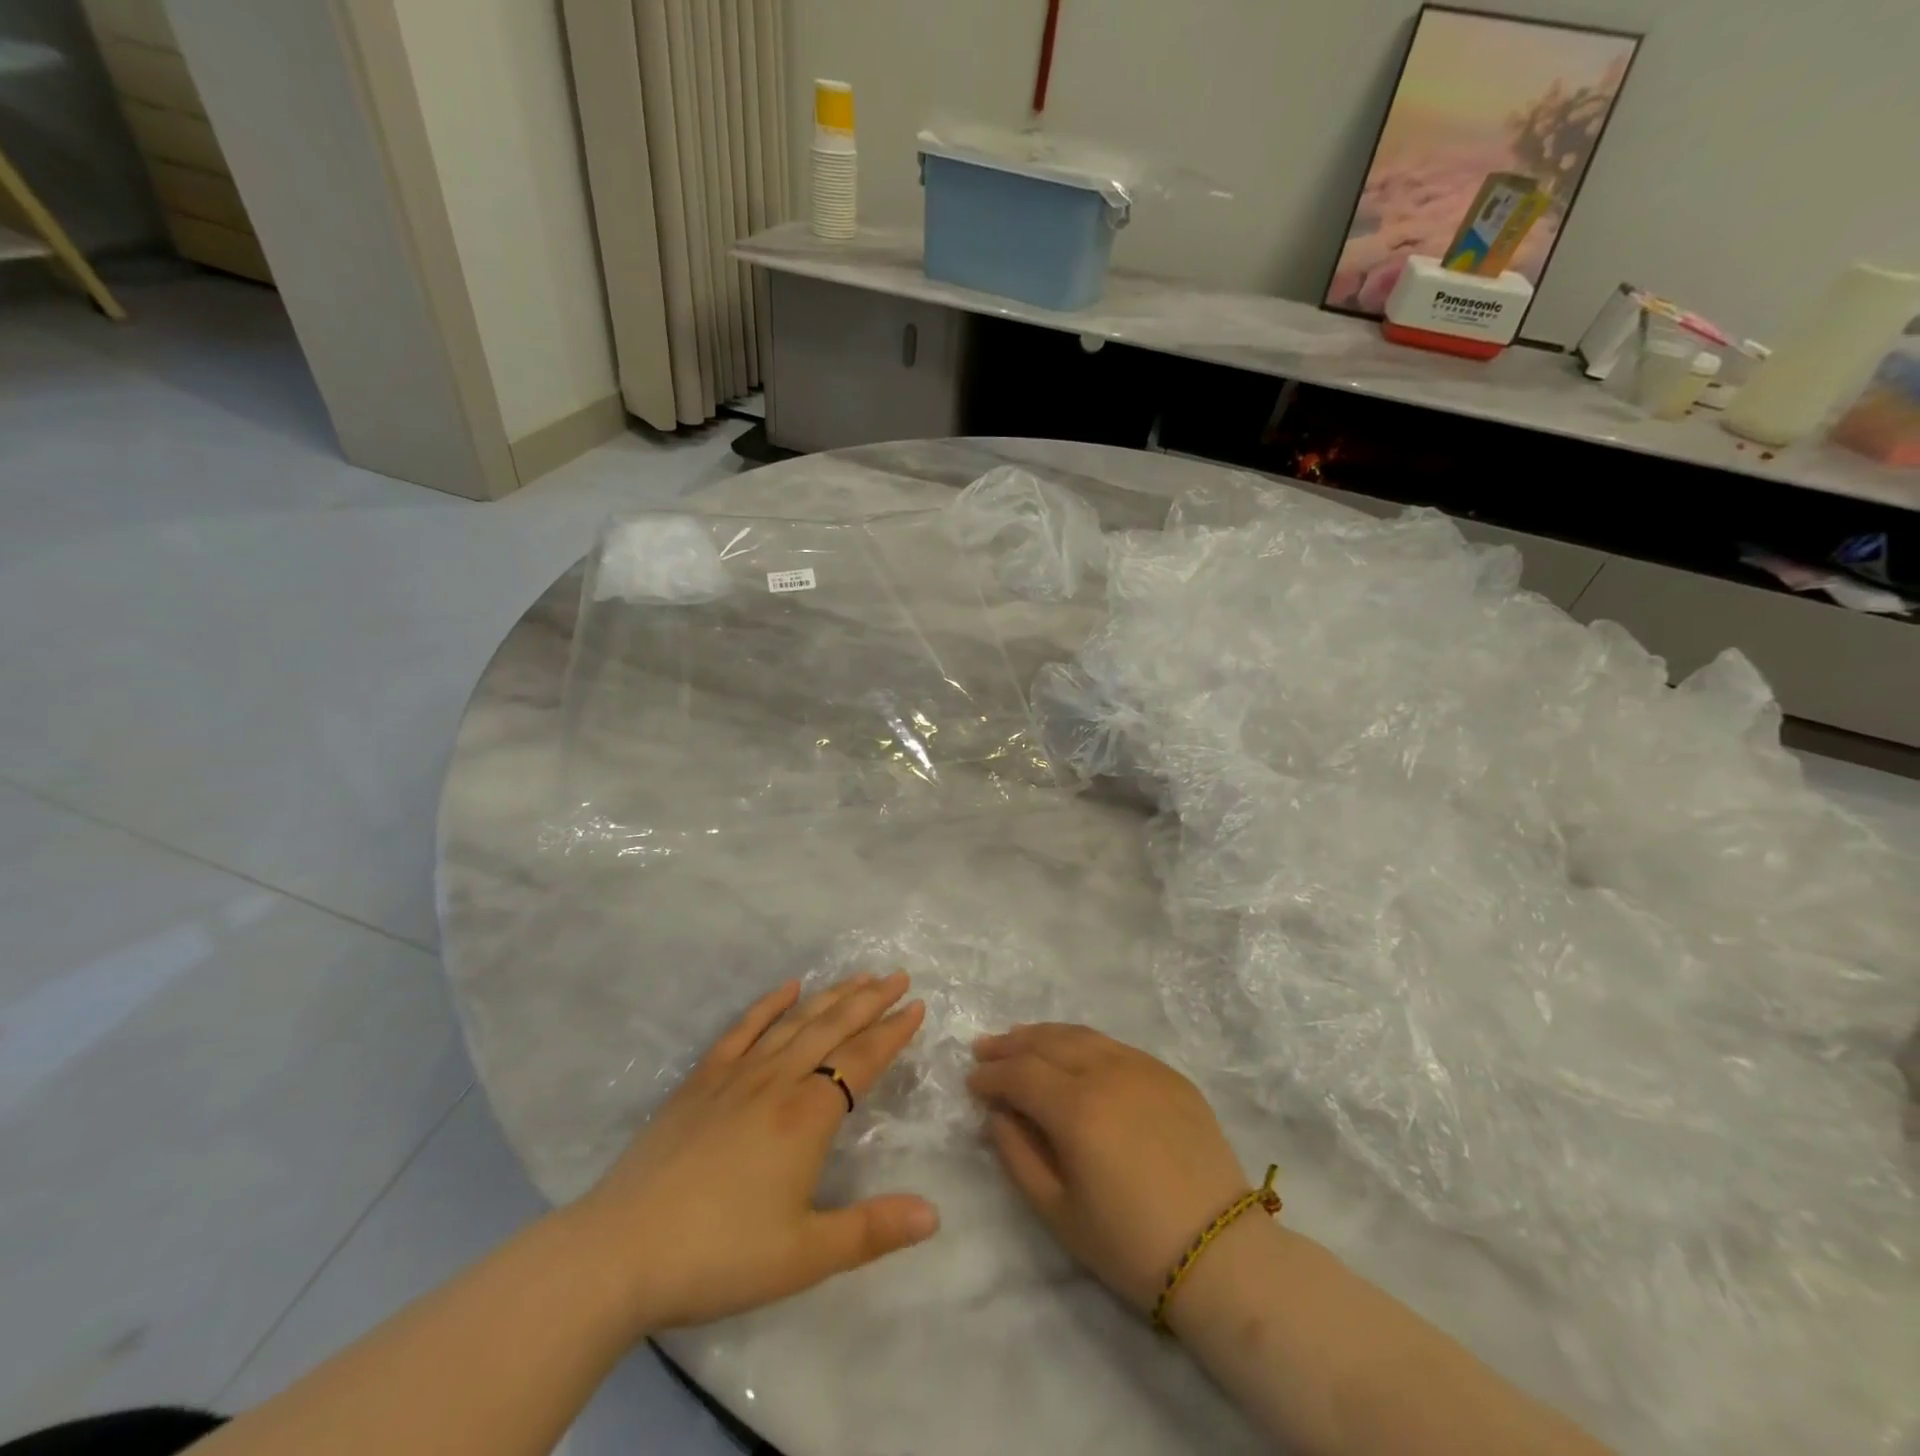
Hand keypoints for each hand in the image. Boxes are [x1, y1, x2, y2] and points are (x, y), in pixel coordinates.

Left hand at [574, 973, 937, 1330]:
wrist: (620, 1252)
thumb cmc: (719, 1255)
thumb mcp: (804, 1255)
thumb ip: (872, 1231)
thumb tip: (934, 1214)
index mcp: (807, 1116)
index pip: (862, 1060)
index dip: (892, 1032)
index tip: (916, 1006)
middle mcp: (777, 1081)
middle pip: (832, 1028)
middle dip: (869, 1000)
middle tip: (897, 977)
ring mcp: (736, 1075)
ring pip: (794, 1022)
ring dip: (830, 996)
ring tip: (858, 978)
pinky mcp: (701, 1081)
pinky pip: (743, 1029)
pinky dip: (768, 1004)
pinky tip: (787, 988)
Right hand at [968, 1024, 1250, 1313]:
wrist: (1220, 1254)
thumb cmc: (1130, 1244)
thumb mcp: (1058, 1212)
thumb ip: (1017, 1156)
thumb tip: (997, 1115)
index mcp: (1076, 1107)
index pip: (1019, 1074)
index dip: (990, 1075)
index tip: (970, 1081)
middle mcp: (1106, 1071)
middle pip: (1047, 1043)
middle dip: (1010, 1045)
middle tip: (985, 1048)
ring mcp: (1142, 1067)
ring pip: (1081, 1035)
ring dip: (1044, 1035)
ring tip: (1021, 1039)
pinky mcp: (1169, 1075)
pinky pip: (1114, 1046)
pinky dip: (1083, 1043)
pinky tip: (1074, 1054)